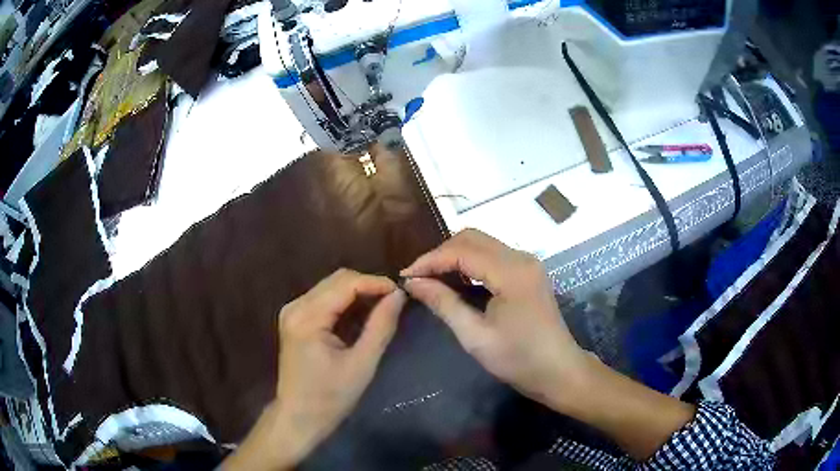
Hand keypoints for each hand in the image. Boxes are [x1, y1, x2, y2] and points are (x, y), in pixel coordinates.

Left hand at [224, 269, 406, 470]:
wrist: (299, 417)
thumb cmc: (330, 397)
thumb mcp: (362, 364)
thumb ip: (380, 327)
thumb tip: (398, 295)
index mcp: (307, 318)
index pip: (346, 283)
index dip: (376, 283)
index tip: (402, 293)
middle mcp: (295, 307)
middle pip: (337, 280)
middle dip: (368, 286)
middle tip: (394, 302)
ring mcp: (292, 312)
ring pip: (331, 287)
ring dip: (357, 293)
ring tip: (382, 308)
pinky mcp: (295, 319)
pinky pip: (324, 299)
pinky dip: (345, 303)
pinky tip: (361, 316)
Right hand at [401, 229, 587, 408]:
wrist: (559, 370)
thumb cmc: (518, 359)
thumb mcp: (475, 336)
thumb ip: (443, 303)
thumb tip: (412, 283)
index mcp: (511, 272)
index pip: (461, 251)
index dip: (429, 260)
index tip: (405, 276)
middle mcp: (521, 258)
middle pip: (472, 238)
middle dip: (440, 254)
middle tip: (418, 278)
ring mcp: (527, 263)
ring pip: (482, 244)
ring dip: (454, 257)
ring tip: (432, 280)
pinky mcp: (528, 271)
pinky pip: (492, 256)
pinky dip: (470, 264)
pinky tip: (457, 282)